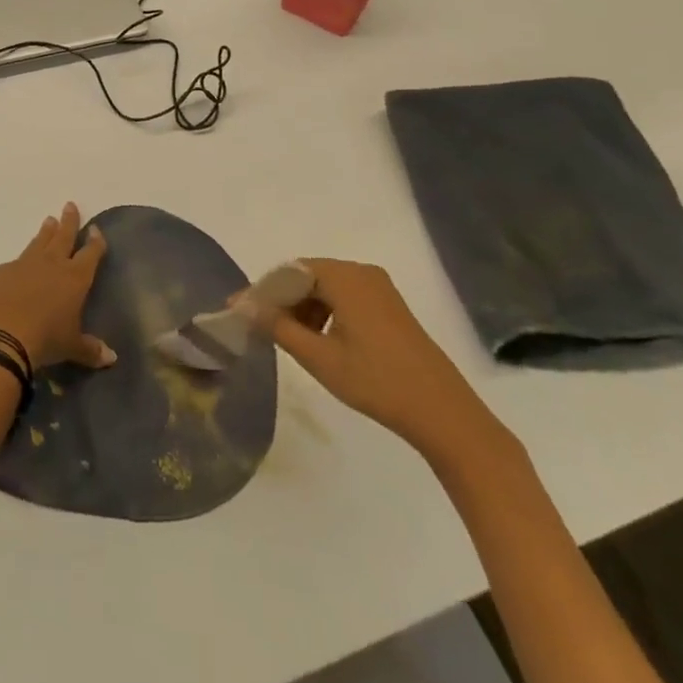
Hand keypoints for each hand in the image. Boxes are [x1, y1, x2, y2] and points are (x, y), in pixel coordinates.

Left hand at [0, 203, 116, 370]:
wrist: (2, 335)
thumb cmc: (46, 339)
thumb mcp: (72, 347)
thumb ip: (91, 350)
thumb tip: (112, 358)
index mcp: (75, 277)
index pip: (90, 253)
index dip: (95, 242)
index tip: (96, 229)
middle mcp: (52, 264)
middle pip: (64, 236)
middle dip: (69, 222)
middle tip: (70, 205)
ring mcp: (25, 264)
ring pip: (39, 242)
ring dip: (46, 231)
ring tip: (49, 220)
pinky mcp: (3, 271)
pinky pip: (15, 261)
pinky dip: (21, 260)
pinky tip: (19, 263)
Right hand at [241, 258, 511, 470]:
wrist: (443, 412)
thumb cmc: (376, 382)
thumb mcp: (319, 357)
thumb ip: (278, 327)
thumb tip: (245, 306)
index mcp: (345, 277)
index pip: (290, 270)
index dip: (263, 290)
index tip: (240, 311)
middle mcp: (362, 272)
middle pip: (308, 275)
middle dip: (283, 299)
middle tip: (262, 328)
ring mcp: (379, 288)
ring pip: (327, 287)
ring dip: (304, 308)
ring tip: (290, 340)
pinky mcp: (390, 306)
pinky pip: (346, 297)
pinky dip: (326, 313)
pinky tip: (320, 341)